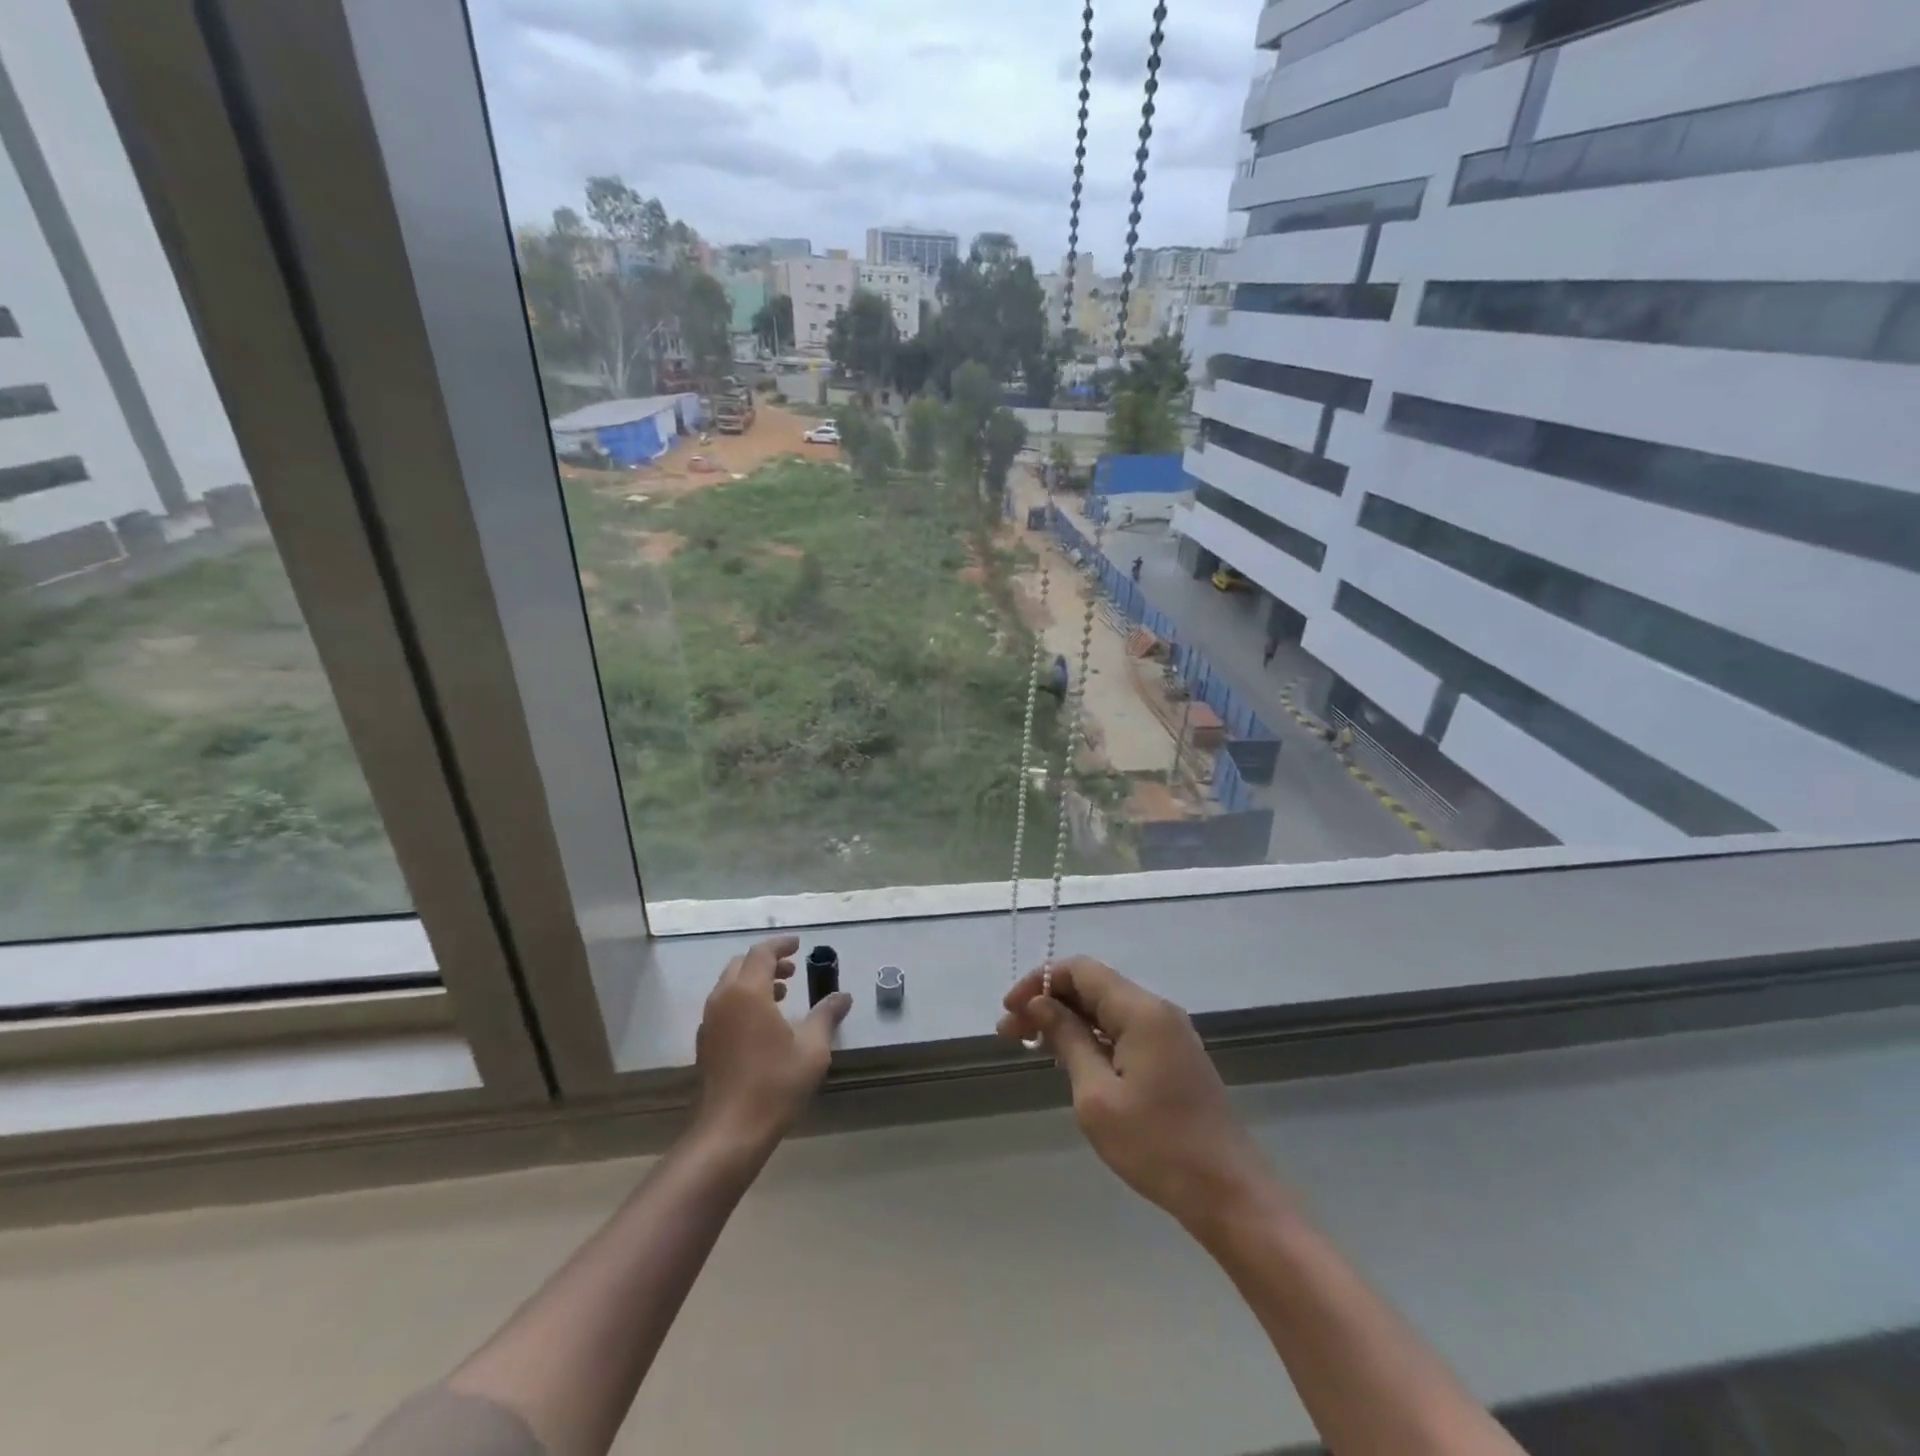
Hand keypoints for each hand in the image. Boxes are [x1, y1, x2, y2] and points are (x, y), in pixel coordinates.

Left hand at [695, 936, 850, 1149]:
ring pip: (730, 986)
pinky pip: (724, 1006)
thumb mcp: (812, 1048)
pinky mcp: (706, 1043)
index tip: (799, 945)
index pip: (762, 953)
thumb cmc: (775, 1083)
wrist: (730, 1131)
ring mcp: (710, 1022)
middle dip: (767, 962)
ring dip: (755, 982)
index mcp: (747, 992)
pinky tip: (763, 1023)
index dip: (781, 945)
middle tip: (792, 970)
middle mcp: (723, 999)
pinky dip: (743, 1001)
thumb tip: (843, 996)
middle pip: (742, 965)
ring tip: (782, 995)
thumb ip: (826, 1016)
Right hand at [999, 956, 1276, 1232]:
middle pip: (1093, 986)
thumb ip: (1068, 1040)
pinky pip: (1124, 1030)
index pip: (1081, 970)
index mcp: (1141, 1011)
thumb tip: (1040, 1004)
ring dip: (1068, 1021)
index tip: (1009, 1012)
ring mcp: (1169, 1034)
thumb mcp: (1097, 1096)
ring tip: (1032, 1047)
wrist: (1230, 1193)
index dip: (1040, 982)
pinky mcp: (1173, 1057)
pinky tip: (1069, 1059)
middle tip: (1010, 1035)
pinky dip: (1092, 1037)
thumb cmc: (1157, 1146)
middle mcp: (1157, 1010)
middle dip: (1049, 1002)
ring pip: (1107, 1009)